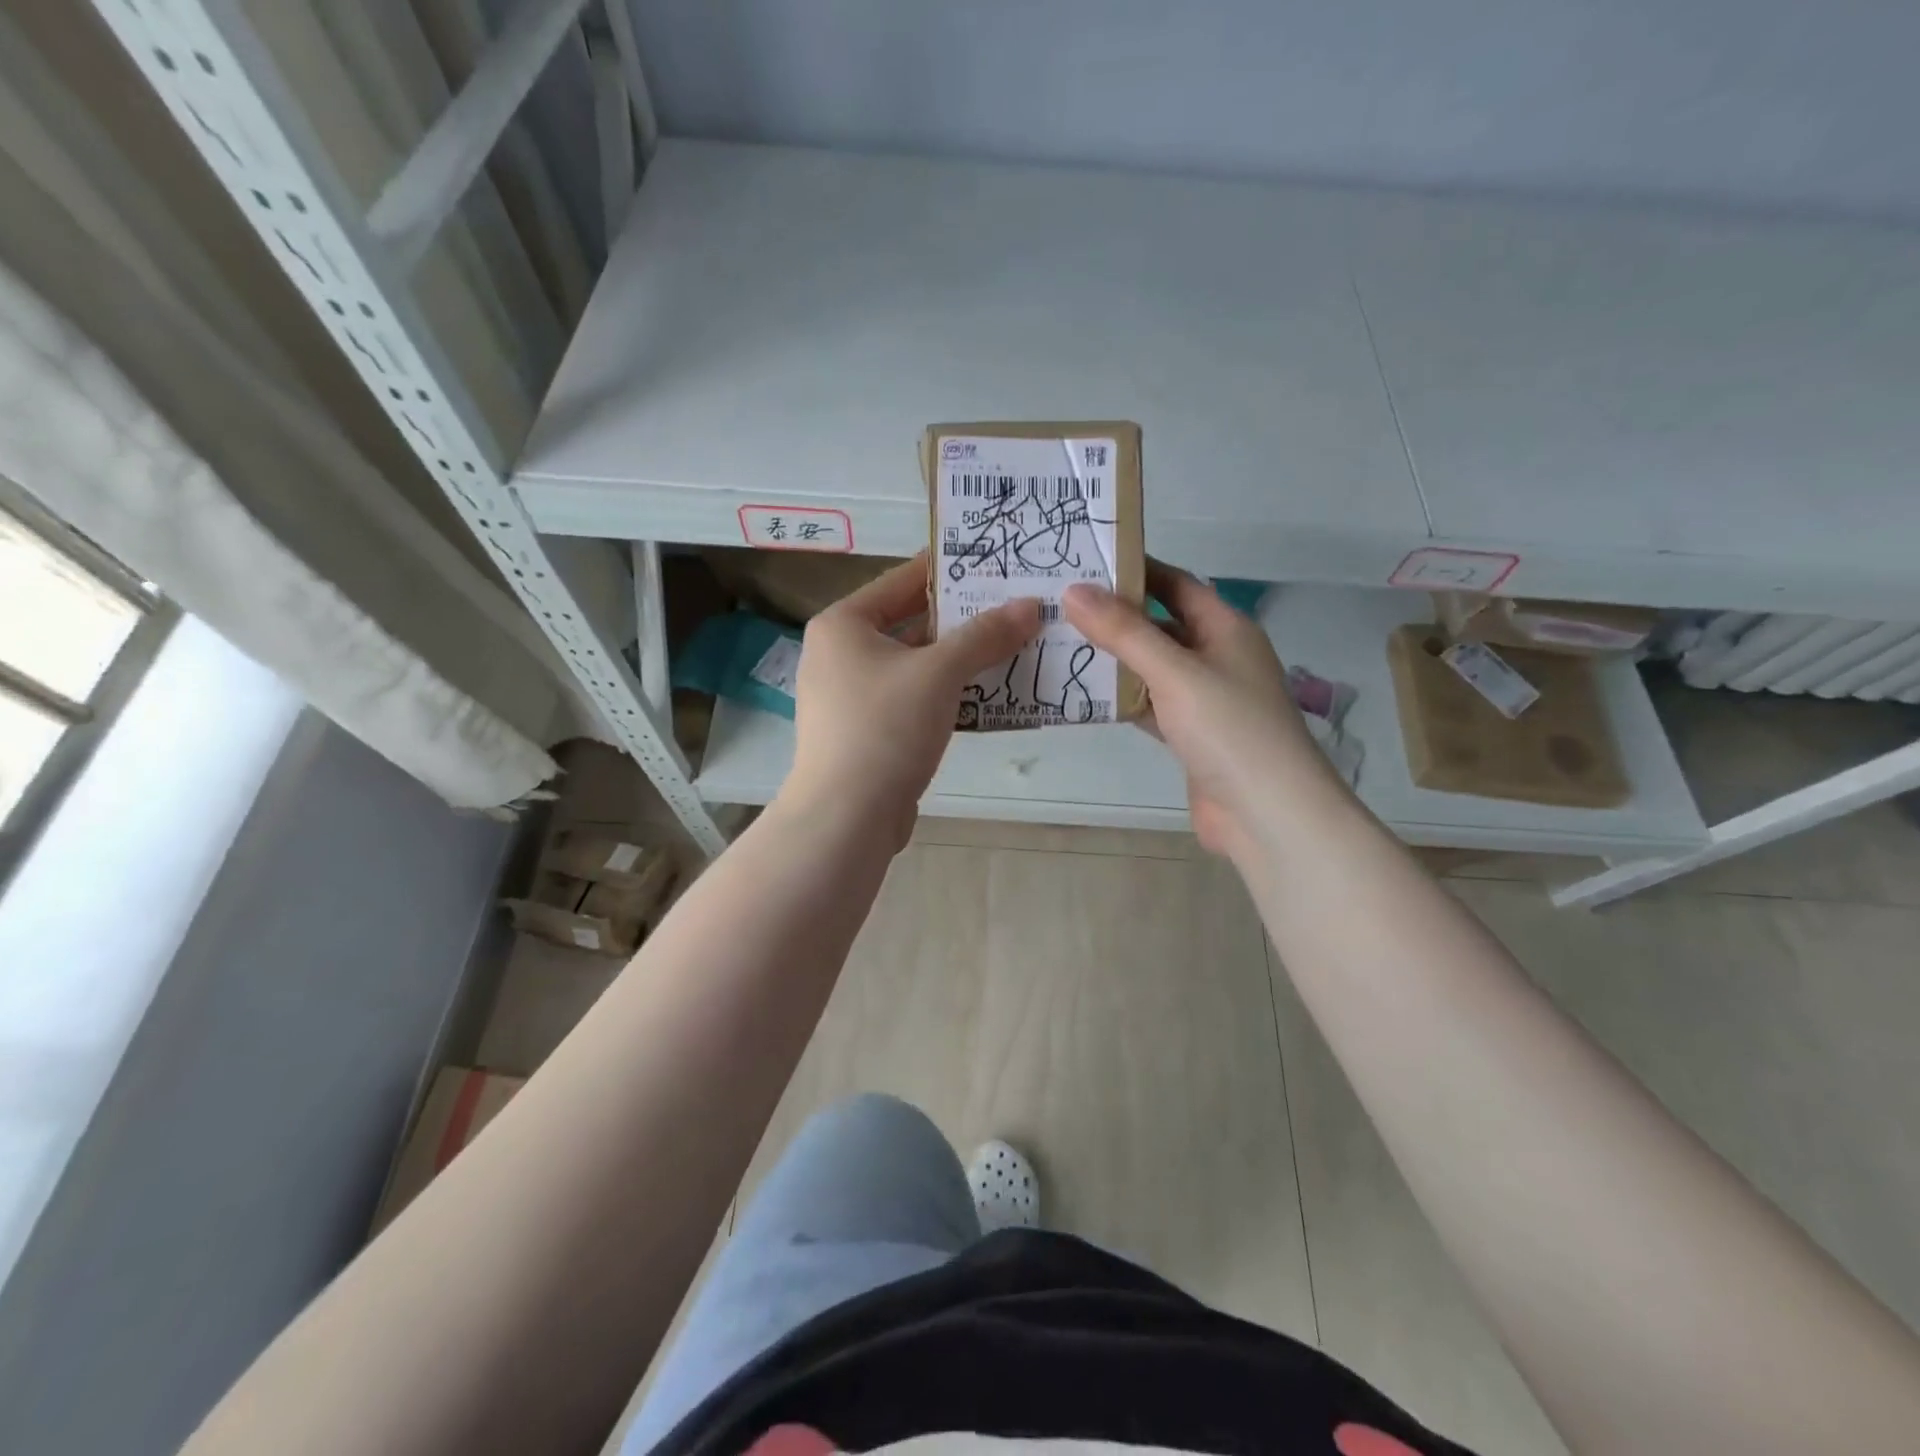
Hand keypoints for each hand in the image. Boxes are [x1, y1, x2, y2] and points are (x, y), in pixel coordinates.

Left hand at [785, 553, 1039, 845]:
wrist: (846, 817)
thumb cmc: (885, 728)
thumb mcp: (939, 673)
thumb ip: (985, 635)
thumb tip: (1030, 605)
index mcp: (843, 625)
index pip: (902, 581)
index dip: (948, 569)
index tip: (993, 562)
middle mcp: (839, 654)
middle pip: (910, 624)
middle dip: (962, 620)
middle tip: (1014, 608)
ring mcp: (850, 696)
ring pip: (914, 666)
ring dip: (959, 660)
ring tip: (1012, 647)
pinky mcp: (865, 732)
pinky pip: (912, 700)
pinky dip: (945, 695)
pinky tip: (987, 696)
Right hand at [1064, 561, 1337, 859]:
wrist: (1267, 813)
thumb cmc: (1229, 728)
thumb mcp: (1174, 671)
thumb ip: (1124, 632)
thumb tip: (1074, 590)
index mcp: (1226, 628)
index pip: (1176, 584)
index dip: (1136, 570)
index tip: (1086, 561)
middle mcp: (1217, 657)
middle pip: (1161, 625)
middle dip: (1116, 616)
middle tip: (1060, 605)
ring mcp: (1205, 699)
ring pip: (1152, 668)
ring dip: (1115, 659)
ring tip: (1061, 643)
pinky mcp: (1191, 735)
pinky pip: (1150, 705)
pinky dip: (1123, 699)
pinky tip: (1084, 694)